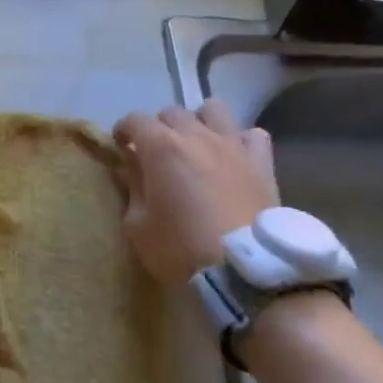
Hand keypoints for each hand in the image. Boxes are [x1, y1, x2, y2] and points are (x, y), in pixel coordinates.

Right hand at [113, 99, 279, 285]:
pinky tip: (234, 158)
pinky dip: (240, 141)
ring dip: (200, 122)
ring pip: (214, 110)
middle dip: (158, 127)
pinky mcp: (262, 164)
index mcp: (161, 147)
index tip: (120, 146)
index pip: (135, 120)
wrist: (244, 271)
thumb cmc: (181, 249)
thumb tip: (132, 169)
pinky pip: (253, 135)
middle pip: (172, 112)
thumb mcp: (138, 226)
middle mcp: (197, 136)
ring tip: (196, 146)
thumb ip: (133, 190)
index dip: (123, 130)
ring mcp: (232, 146)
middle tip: (156, 153)